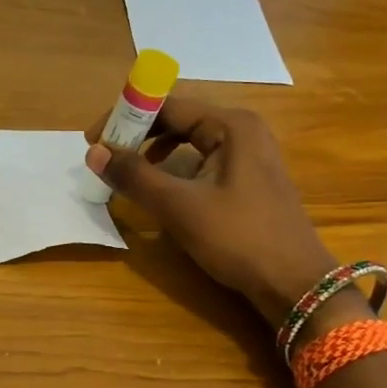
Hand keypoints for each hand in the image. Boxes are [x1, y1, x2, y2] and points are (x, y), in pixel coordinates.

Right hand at [85, 95, 338, 322]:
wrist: (294, 283)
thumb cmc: (238, 238)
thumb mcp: (179, 206)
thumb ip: (134, 176)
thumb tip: (94, 152)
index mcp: (230, 125)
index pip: (167, 105)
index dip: (125, 117)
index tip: (92, 139)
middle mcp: (242, 130)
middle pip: (179, 119)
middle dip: (138, 135)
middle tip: (105, 157)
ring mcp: (250, 155)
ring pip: (190, 141)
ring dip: (154, 152)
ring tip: (127, 172)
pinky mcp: (249, 179)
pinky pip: (202, 160)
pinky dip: (175, 168)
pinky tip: (162, 189)